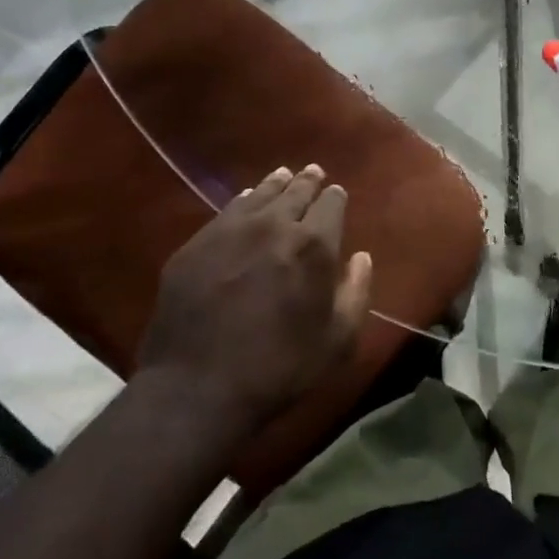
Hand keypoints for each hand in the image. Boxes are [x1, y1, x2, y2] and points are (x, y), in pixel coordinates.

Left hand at [139, 164, 371, 434]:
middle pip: (296, 191)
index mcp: (313, 245)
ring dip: (276, 184)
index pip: (331, 204)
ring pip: (260, 193)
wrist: (196, 387)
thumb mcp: (336, 342)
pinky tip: (246, 201)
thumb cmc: (278, 368)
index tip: (337, 194)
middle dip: (308, 181)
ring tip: (283, 175)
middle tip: (313, 172)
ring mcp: (231, 229)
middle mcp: (274, 224)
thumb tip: (362, 258)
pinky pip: (227, 210)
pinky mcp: (197, 243)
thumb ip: (355, 293)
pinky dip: (244, 201)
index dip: (336, 197)